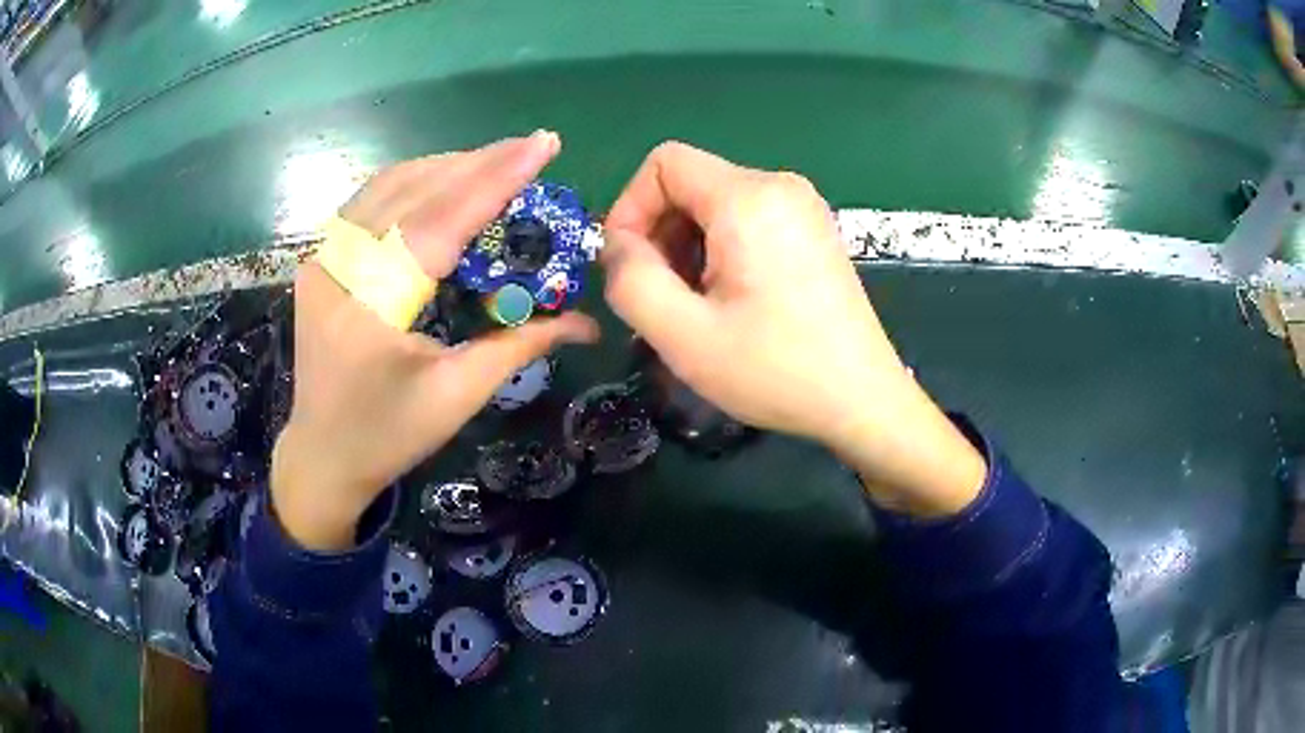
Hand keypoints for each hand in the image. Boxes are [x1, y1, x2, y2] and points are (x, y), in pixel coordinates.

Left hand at [273, 133, 598, 549]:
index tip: (542, 144)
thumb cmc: (390, 437)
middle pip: (412, 192)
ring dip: (444, 166)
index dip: (495, 180)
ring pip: (386, 186)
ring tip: (495, 162)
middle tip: (530, 147)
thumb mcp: (457, 396)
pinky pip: (369, 202)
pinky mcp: (319, 261)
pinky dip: (412, 181)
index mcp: (370, 311)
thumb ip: (519, 346)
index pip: (439, 224)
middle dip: (476, 163)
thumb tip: (585, 322)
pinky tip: (443, 181)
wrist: (322, 456)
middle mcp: (336, 271)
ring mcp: (321, 261)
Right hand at [601, 142, 983, 515]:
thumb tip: (617, 244)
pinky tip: (730, 301)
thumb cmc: (775, 370)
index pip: (664, 163)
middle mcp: (780, 186)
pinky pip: (746, 221)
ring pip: (716, 205)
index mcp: (748, 197)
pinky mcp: (813, 231)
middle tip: (662, 298)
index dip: (630, 207)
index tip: (628, 265)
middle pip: (690, 184)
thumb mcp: (684, 335)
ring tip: (696, 307)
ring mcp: (803, 207)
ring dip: (688, 248)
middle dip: (660, 234)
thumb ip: (630, 279)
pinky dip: (721, 251)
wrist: (862, 400)